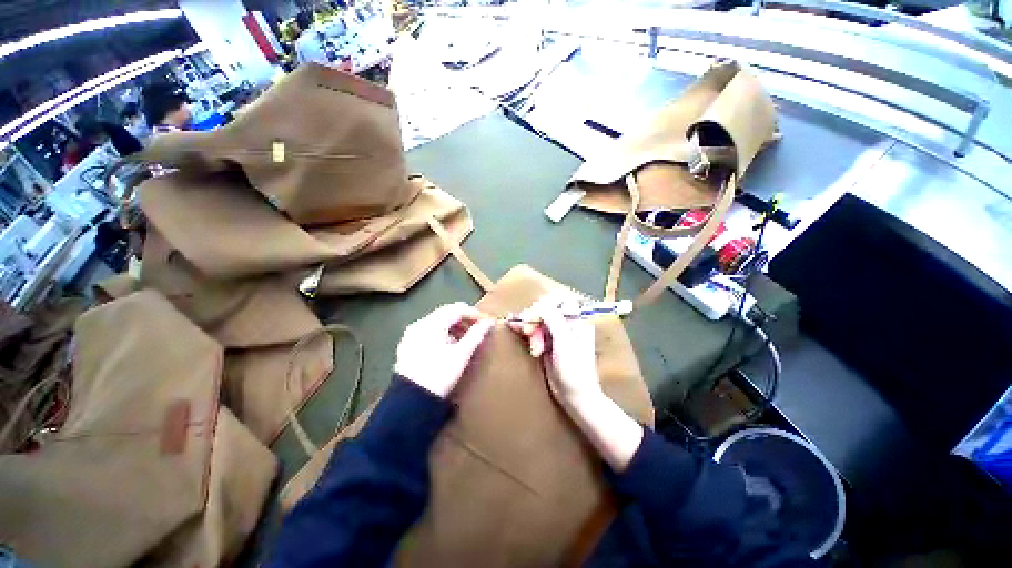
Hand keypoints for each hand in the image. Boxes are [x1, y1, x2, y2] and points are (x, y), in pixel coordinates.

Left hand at [394, 303, 493, 397]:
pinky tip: (449, 347)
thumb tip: (488, 323)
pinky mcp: (407, 345)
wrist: (411, 401)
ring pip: (437, 322)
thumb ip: (476, 335)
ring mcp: (411, 334)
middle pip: (446, 313)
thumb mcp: (461, 355)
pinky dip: (442, 334)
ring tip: (465, 341)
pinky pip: (428, 332)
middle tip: (477, 331)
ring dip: (453, 327)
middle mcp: (419, 323)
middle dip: (464, 320)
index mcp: (432, 323)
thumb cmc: (440, 374)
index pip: (457, 309)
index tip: (486, 323)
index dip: (473, 314)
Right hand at [509, 296, 642, 471]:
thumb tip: (542, 304)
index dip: (548, 303)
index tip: (538, 313)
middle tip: (529, 332)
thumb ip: (554, 321)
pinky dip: (526, 331)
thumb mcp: (564, 343)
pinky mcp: (547, 343)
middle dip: (536, 319)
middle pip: (547, 310)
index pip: (562, 300)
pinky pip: (535, 331)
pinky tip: (517, 329)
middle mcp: (567, 324)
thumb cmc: (574, 369)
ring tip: (533, 348)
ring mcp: (556, 334)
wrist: (574, 396)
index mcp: (578, 321)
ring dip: (531, 329)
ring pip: (539, 320)